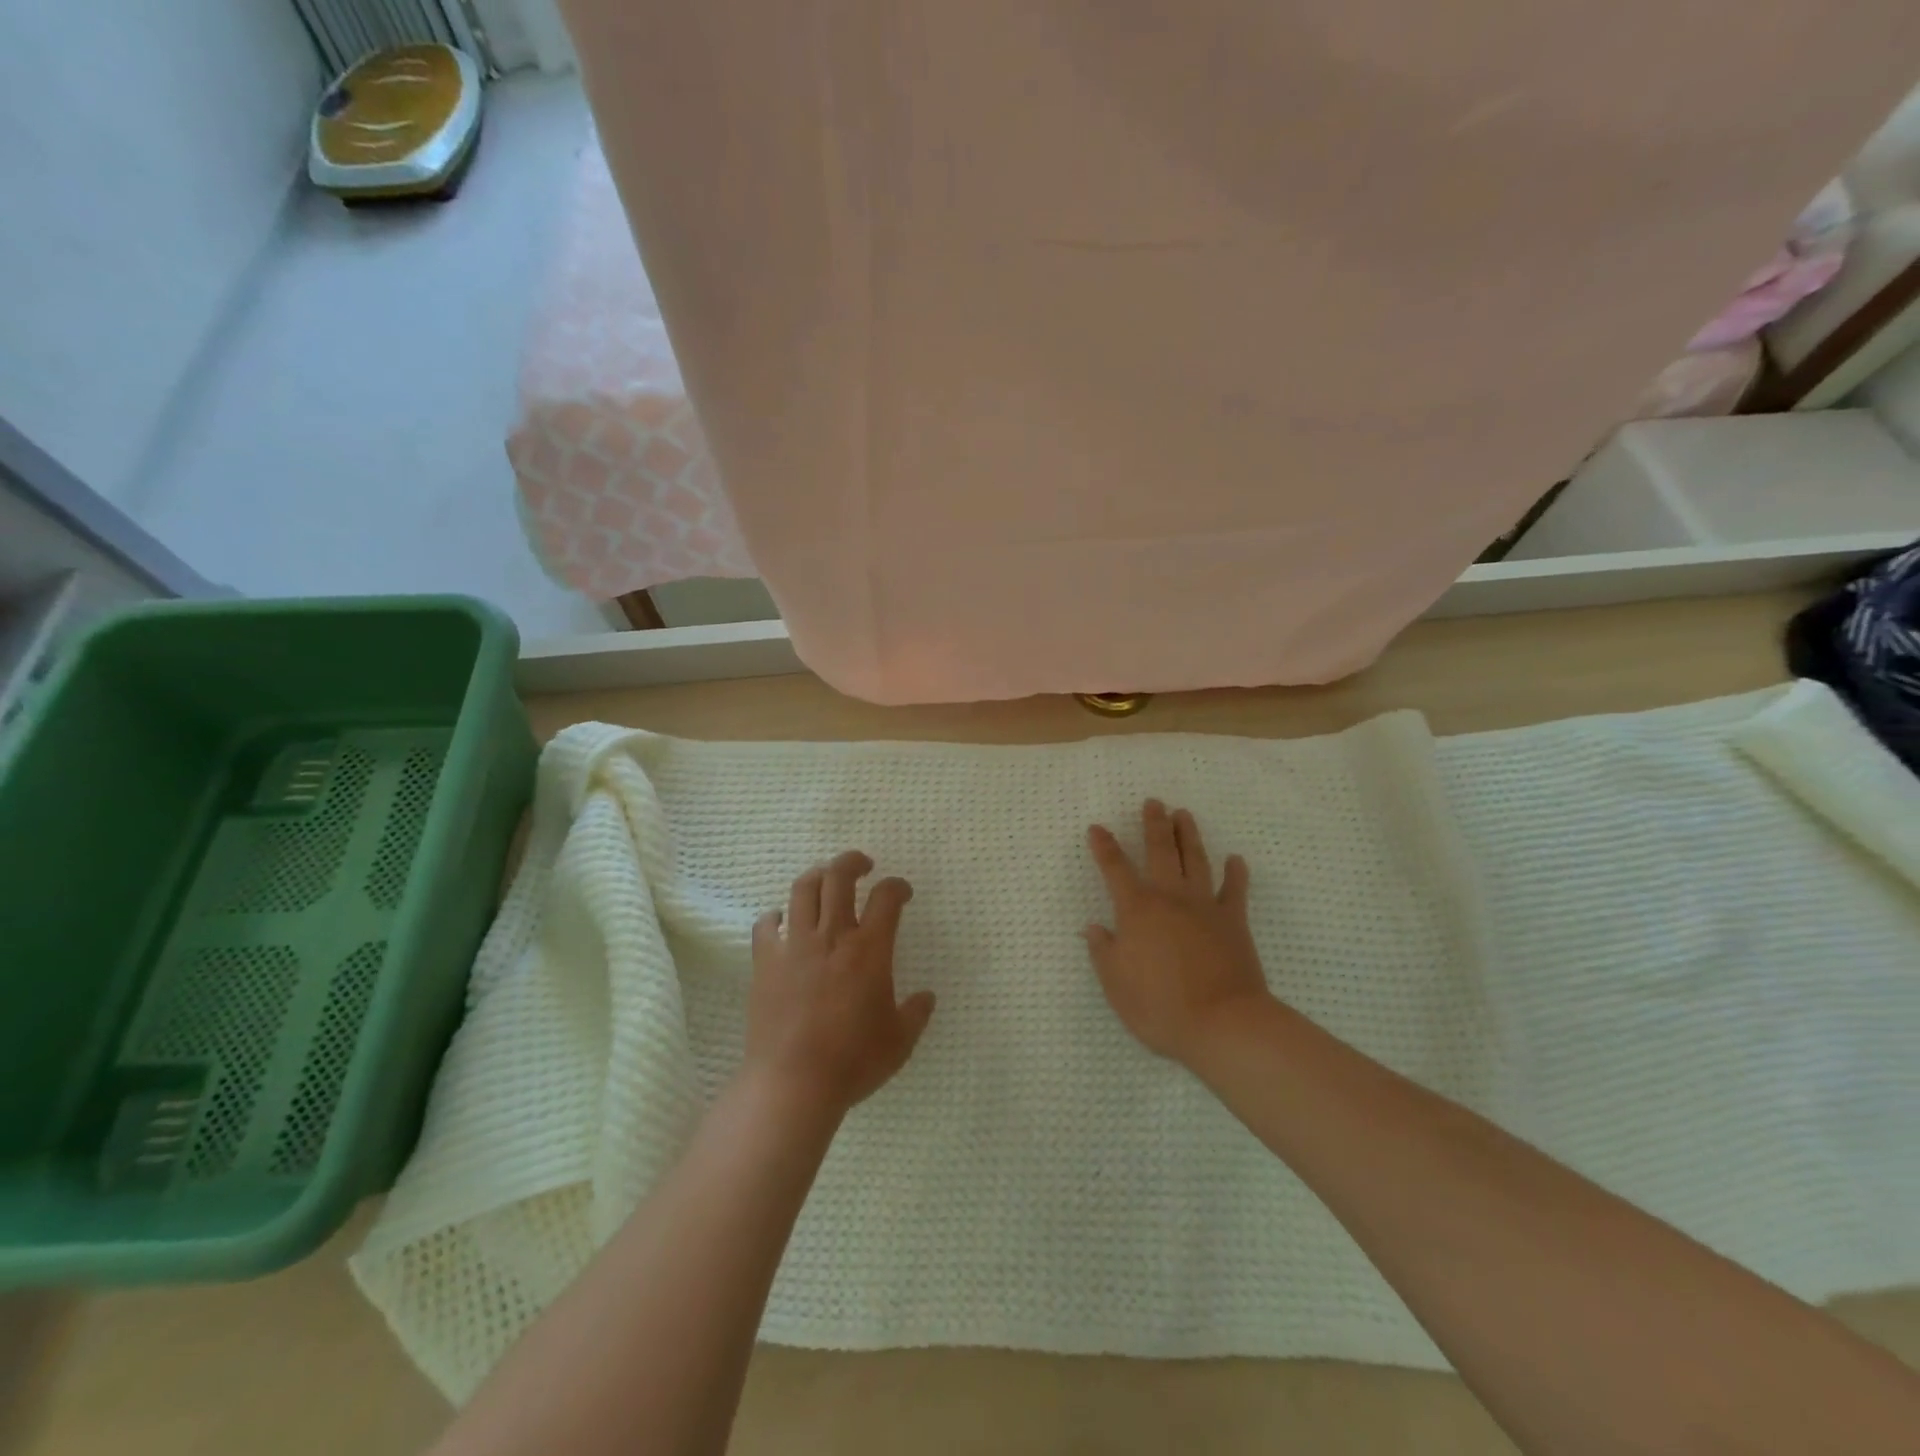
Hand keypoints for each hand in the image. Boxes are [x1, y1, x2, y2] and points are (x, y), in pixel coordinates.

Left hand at [744, 851, 935, 1119]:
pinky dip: (775, 917)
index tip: (902, 892)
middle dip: (853, 861)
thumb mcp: (899, 1041)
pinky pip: (766, 925)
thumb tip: (926, 997)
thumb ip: (916, 1013)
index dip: (897, 886)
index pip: (887, 897)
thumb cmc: (853, 1061)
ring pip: (802, 889)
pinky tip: (782, 921)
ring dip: (817, 876)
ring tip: (825, 880)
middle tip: (862, 865)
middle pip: (839, 877)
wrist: (793, 1083)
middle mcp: (832, 936)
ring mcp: (795, 946)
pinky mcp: (765, 962)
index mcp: (869, 949)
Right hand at [1085, 800, 1268, 1064]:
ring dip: (1188, 835)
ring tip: (1184, 814)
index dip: (1104, 847)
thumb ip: (1103, 952)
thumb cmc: (1160, 1007)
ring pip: (1195, 860)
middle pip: (1160, 851)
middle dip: (1154, 824)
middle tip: (1153, 802)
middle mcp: (1170, 898)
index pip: (1115, 869)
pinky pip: (1235, 890)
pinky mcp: (1234, 921)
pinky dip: (1235, 873)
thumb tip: (1094, 928)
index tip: (1097, 828)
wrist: (1223, 1023)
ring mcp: (1205, 906)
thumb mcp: (1116, 985)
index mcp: (1137, 910)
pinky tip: (1235, 859)